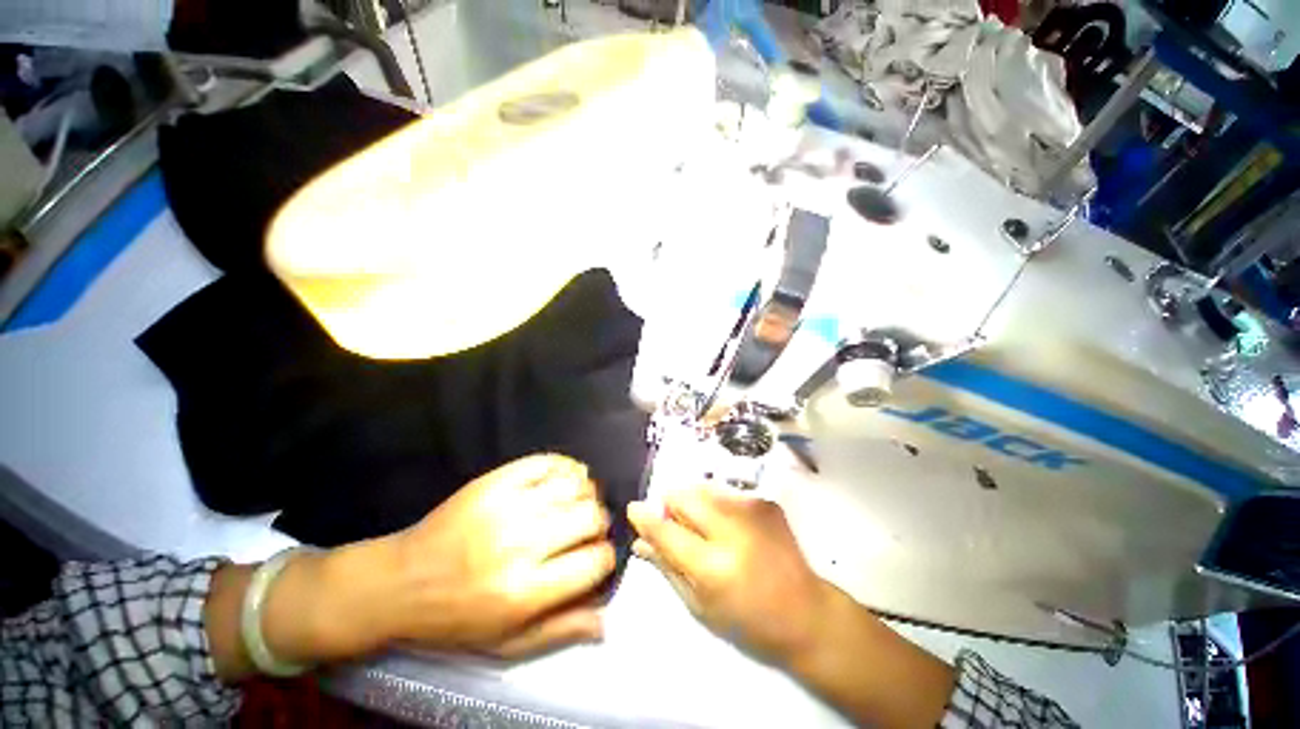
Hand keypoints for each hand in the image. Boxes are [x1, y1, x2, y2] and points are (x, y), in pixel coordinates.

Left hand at [384, 454, 616, 657]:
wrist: (399, 582)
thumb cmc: (455, 619)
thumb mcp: (506, 642)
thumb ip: (560, 629)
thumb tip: (606, 619)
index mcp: (525, 591)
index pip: (595, 561)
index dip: (606, 557)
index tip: (599, 556)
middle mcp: (521, 544)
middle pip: (590, 517)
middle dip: (599, 523)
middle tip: (589, 528)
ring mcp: (507, 506)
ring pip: (574, 486)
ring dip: (586, 493)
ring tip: (578, 502)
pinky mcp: (495, 482)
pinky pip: (547, 463)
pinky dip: (566, 467)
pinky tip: (565, 478)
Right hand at [627, 485, 957, 728]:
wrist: (806, 612)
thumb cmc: (749, 620)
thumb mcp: (701, 606)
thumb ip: (667, 567)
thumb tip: (640, 540)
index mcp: (713, 565)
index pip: (666, 530)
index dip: (645, 517)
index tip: (633, 509)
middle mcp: (731, 528)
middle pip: (684, 495)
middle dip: (671, 504)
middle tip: (676, 523)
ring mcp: (751, 509)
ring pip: (702, 487)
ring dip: (694, 503)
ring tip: (706, 527)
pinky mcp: (765, 501)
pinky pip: (725, 493)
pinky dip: (717, 505)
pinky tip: (730, 526)